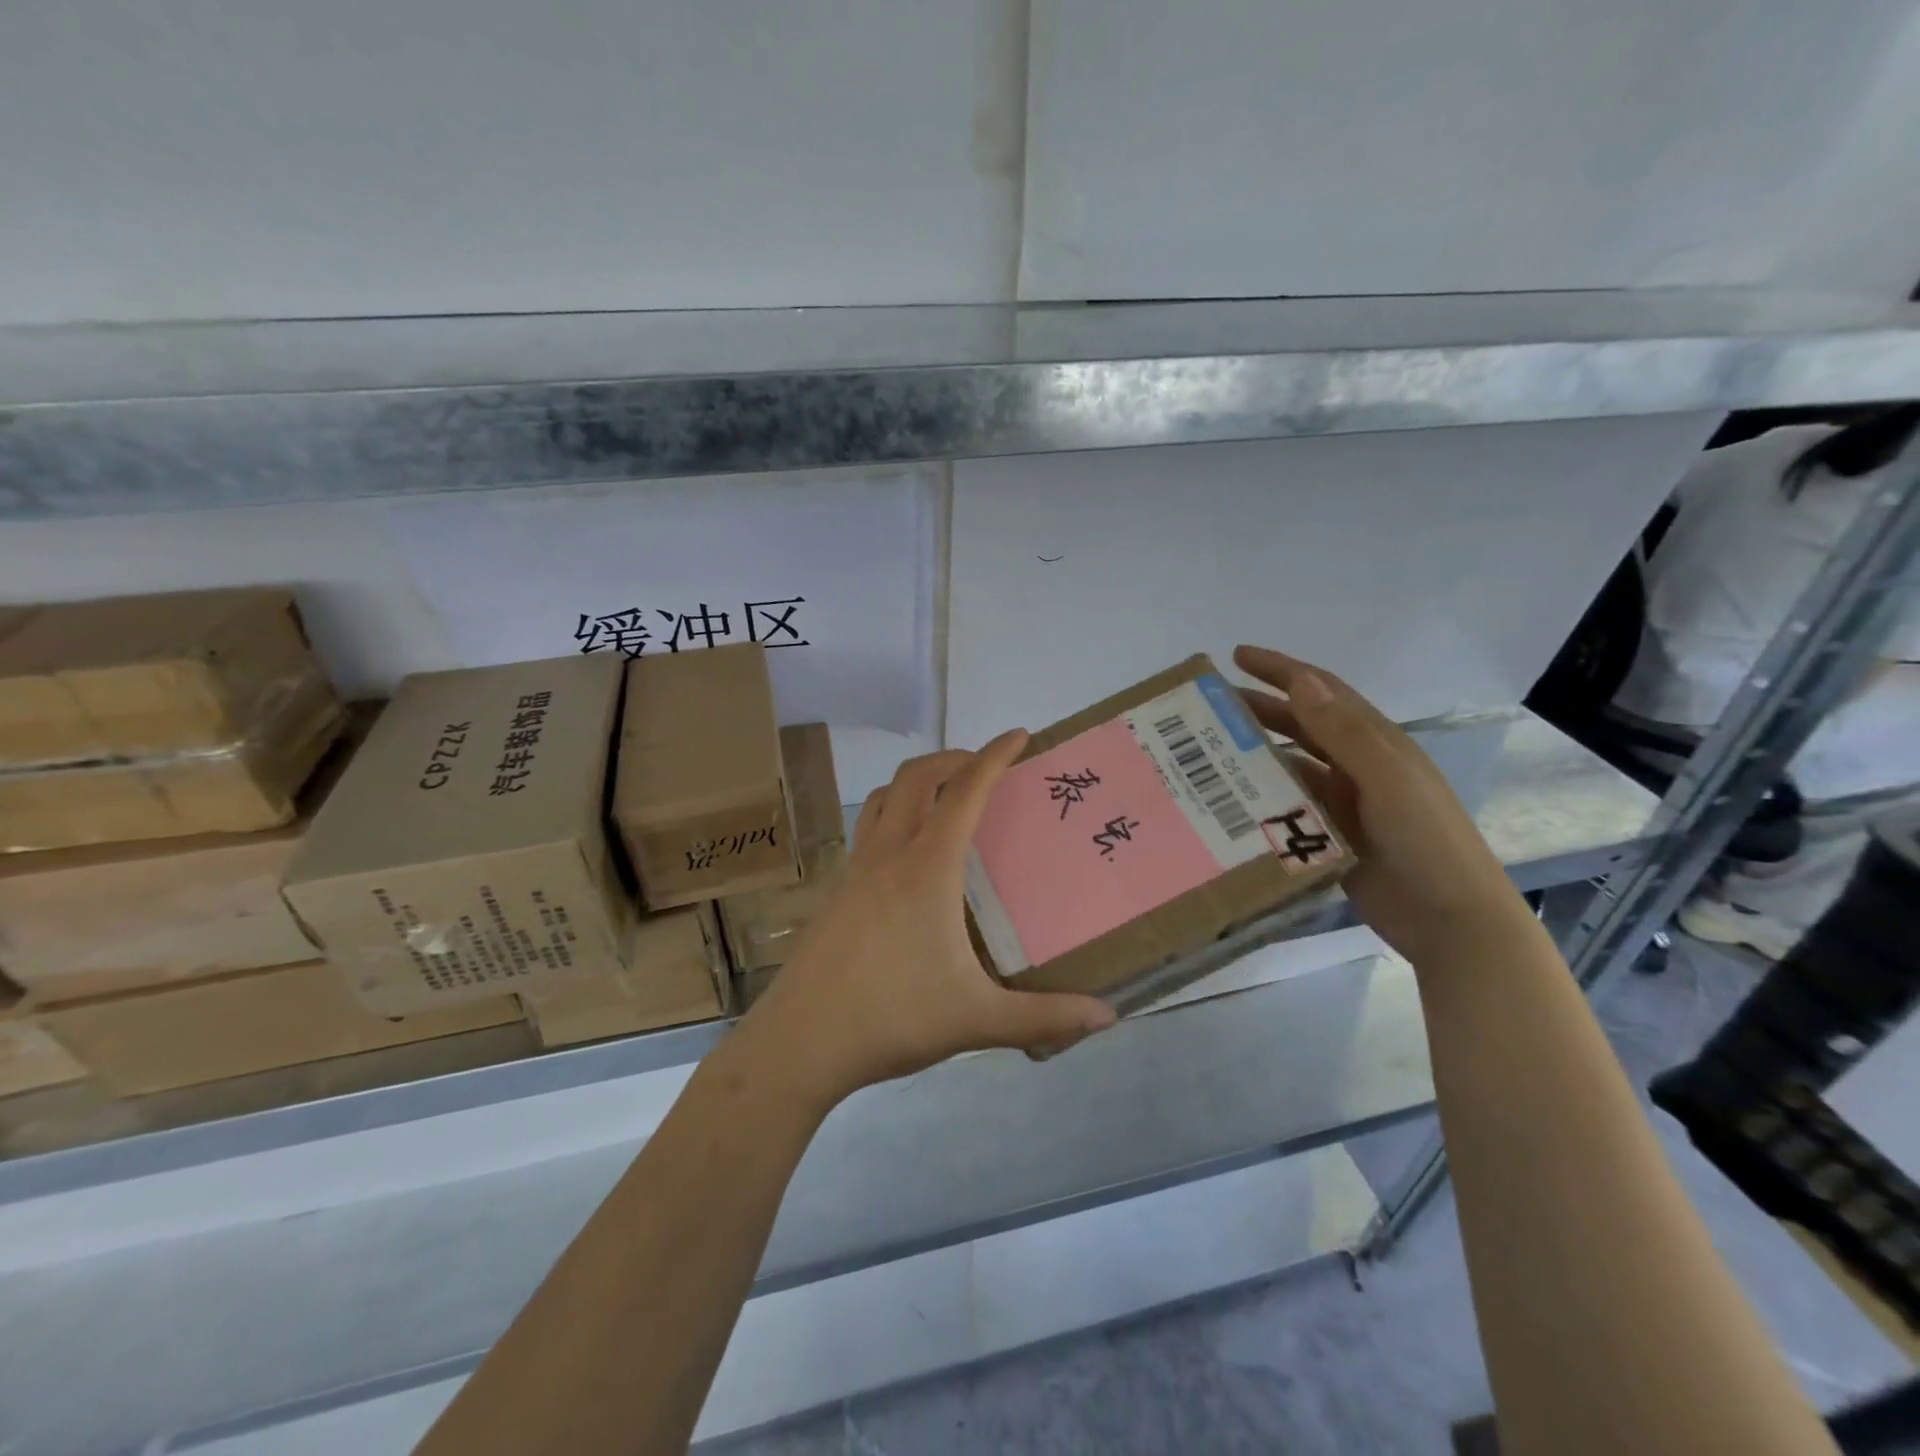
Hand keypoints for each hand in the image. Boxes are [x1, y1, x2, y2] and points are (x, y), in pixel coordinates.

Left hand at [741, 733, 1117, 1106]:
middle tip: (985, 769)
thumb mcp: (976, 1020)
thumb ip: (1044, 1017)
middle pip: (915, 778)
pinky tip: (907, 858)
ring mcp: (854, 871)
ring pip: (881, 798)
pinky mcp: (836, 892)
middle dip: (953, 759)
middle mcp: (888, 855)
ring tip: (945, 799)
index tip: (1019, 735)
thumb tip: (1108, 1018)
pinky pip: (866, 830)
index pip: (965, 792)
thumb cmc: (892, 1018)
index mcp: (927, 869)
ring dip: (915, 783)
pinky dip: (892, 816)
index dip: (994, 757)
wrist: (801, 1041)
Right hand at [1234, 646, 1531, 963]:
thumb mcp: (1387, 780)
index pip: (1322, 691)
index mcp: (1376, 743)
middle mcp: (1358, 766)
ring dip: (1256, 752)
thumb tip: (1302, 680)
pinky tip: (1231, 799)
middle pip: (1302, 726)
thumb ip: (1345, 733)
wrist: (1451, 921)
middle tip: (1209, 706)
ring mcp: (1345, 802)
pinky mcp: (1331, 837)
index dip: (1282, 670)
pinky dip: (1262, 797)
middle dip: (1259, 708)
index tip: (1236, 656)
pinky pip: (1289, 806)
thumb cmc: (1425, 841)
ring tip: (1210, 749)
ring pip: (1291, 765)